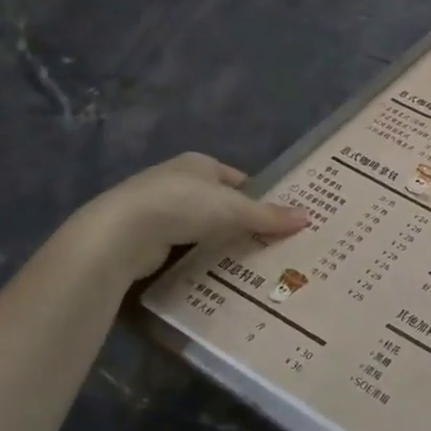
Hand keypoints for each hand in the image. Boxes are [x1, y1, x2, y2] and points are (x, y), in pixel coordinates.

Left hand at [68, 152, 307, 283]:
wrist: (122, 232)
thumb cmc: (184, 206)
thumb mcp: (235, 210)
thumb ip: (269, 216)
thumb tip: (308, 216)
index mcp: (199, 163)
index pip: (236, 178)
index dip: (255, 196)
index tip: (273, 217)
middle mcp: (176, 178)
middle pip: (216, 199)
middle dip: (236, 218)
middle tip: (262, 242)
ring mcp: (155, 205)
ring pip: (196, 221)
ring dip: (213, 236)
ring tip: (239, 258)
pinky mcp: (142, 233)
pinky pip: (177, 241)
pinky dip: (192, 252)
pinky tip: (206, 267)